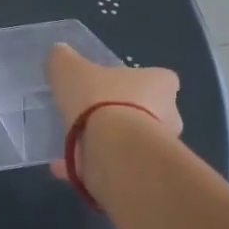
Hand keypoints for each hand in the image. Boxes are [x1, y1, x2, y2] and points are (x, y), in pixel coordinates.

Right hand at [45, 42, 181, 180]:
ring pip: (132, 143)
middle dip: (124, 115)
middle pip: (149, 111)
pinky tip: (62, 166)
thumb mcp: (68, 69)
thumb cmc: (98, 100)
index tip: (113, 86)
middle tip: (92, 116)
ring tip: (72, 145)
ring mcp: (158, 149)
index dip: (138, 81)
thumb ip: (63, 59)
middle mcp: (168, 115)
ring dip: (108, 143)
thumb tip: (59, 53)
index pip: (160, 78)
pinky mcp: (144, 175)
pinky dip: (90, 166)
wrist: (113, 151)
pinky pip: (115, 167)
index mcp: (159, 84)